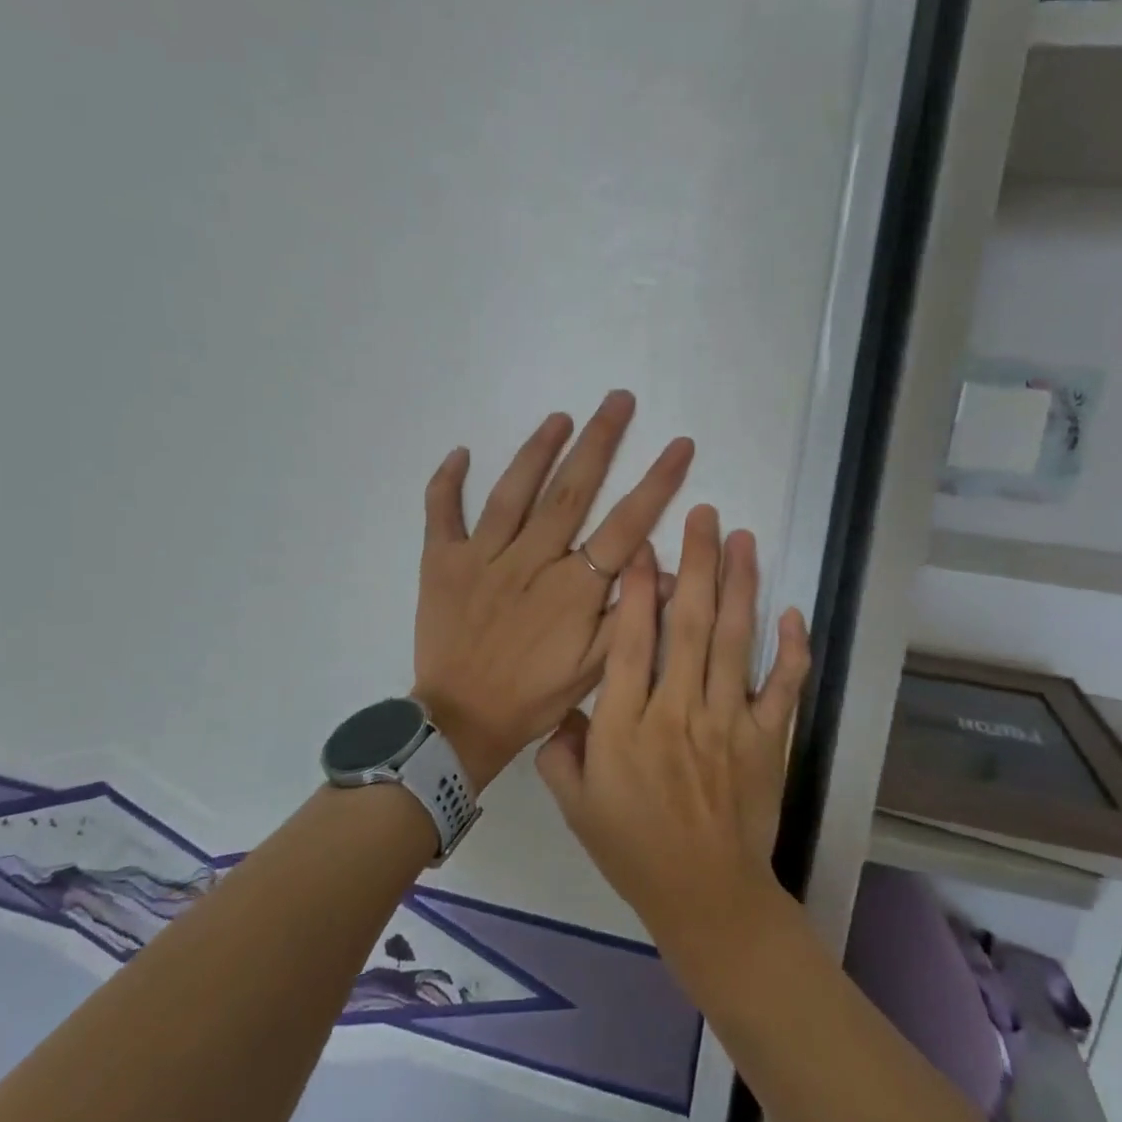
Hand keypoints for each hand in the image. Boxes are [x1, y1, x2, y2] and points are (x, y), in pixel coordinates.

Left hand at [413, 391, 693, 791]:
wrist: (462, 720)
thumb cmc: (533, 696)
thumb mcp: (594, 669)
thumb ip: (630, 617)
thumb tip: (670, 571)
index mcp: (572, 588)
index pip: (624, 525)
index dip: (656, 483)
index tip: (679, 445)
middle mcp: (531, 560)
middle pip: (571, 491)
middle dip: (600, 442)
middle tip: (619, 400)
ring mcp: (483, 557)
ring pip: (513, 492)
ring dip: (538, 450)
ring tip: (561, 417)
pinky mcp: (443, 562)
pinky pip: (442, 514)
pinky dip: (447, 482)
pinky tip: (460, 452)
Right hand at [534, 504, 809, 955]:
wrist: (706, 898)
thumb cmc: (633, 850)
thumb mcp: (575, 804)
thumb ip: (561, 748)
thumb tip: (564, 702)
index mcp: (626, 727)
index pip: (630, 643)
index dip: (636, 589)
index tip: (644, 545)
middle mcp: (678, 714)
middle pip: (688, 625)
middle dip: (696, 564)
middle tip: (704, 515)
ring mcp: (730, 724)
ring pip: (736, 642)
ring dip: (740, 585)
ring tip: (743, 539)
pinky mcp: (769, 740)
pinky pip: (784, 687)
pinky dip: (793, 649)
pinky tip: (792, 610)